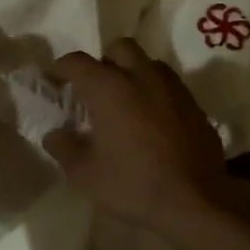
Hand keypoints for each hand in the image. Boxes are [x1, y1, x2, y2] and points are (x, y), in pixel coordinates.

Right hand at [43, 40, 235, 233]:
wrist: (195, 201)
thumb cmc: (132, 184)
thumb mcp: (84, 173)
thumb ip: (63, 148)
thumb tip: (54, 134)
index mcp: (108, 87)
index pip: (77, 61)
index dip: (61, 68)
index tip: (54, 80)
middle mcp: (141, 76)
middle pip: (119, 48)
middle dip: (104, 60)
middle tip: (95, 88)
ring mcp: (172, 88)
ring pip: (148, 63)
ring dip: (133, 73)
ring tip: (126, 101)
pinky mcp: (194, 104)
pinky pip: (169, 85)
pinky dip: (155, 93)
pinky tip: (152, 120)